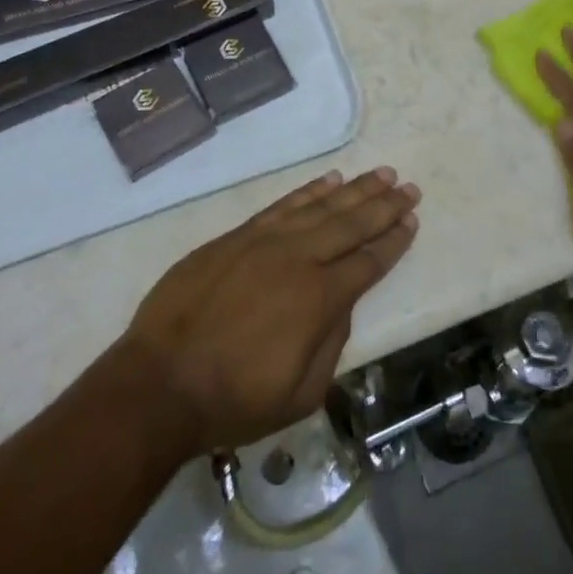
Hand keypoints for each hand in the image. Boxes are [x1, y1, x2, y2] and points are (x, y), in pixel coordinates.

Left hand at [118, 167, 419, 454]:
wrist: (160, 381)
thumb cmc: (233, 399)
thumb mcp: (300, 394)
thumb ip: (332, 344)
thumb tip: (341, 304)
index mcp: (320, 298)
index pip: (368, 261)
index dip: (393, 241)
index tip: (412, 220)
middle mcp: (300, 258)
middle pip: (352, 223)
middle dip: (385, 205)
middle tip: (409, 186)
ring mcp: (267, 240)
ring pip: (322, 206)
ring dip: (355, 189)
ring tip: (381, 174)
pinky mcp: (239, 234)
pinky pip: (284, 204)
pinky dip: (310, 190)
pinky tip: (330, 180)